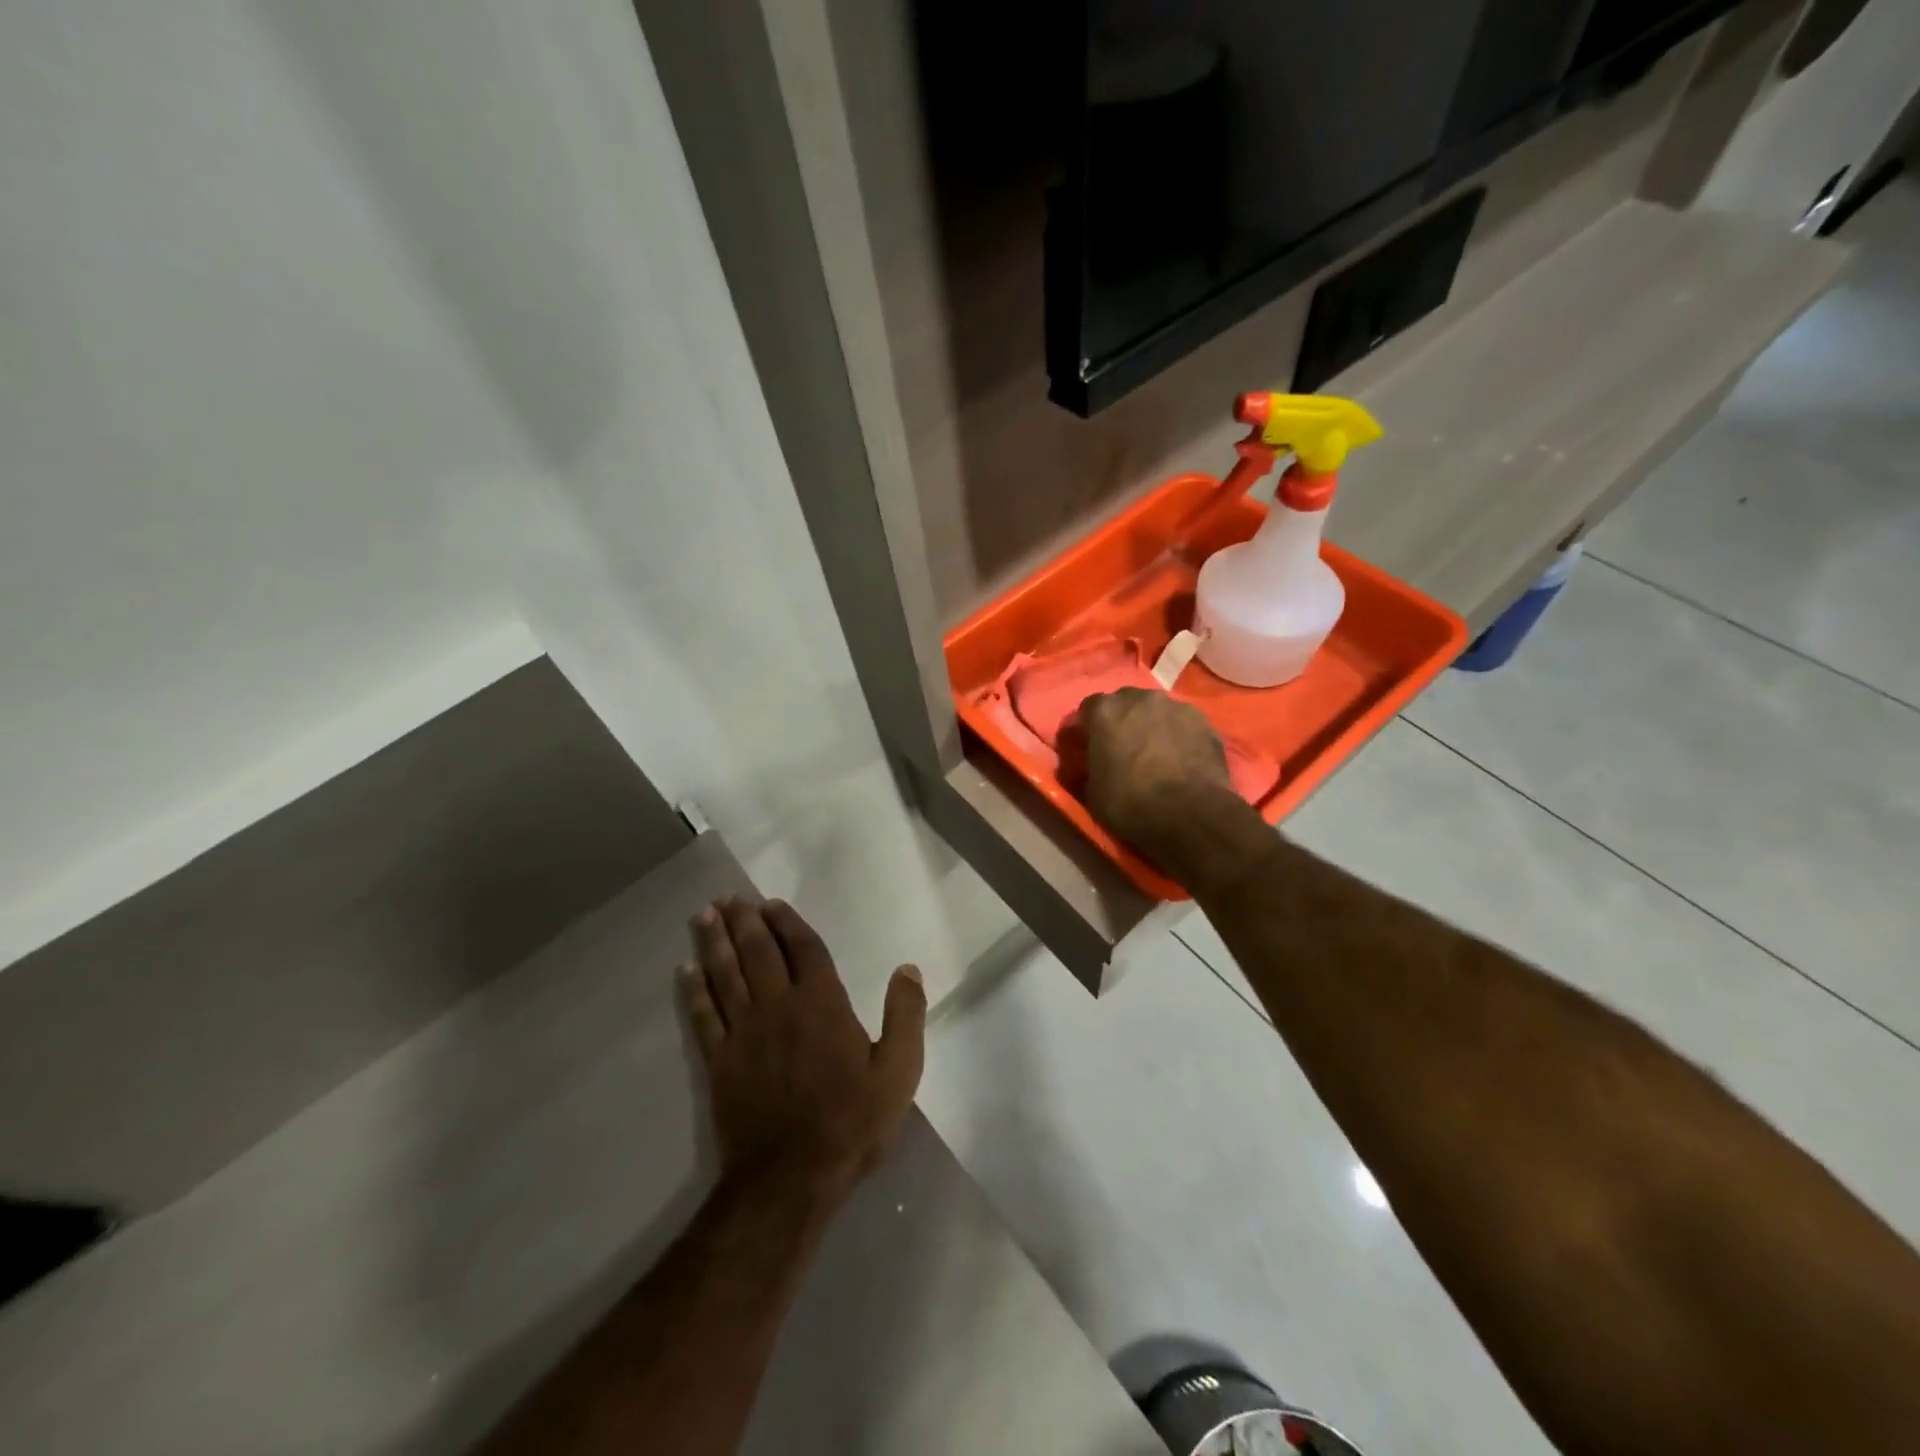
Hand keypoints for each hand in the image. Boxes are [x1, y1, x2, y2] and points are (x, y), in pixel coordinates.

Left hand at [681, 897, 925, 1203]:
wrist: (790, 1178)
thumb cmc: (851, 1122)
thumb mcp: (899, 1072)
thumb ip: (906, 1015)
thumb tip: (907, 968)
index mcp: (822, 1004)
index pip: (803, 949)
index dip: (788, 923)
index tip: (771, 904)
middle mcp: (779, 1007)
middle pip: (758, 953)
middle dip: (744, 922)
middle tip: (729, 898)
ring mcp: (744, 1033)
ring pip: (726, 975)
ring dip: (715, 944)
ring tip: (704, 916)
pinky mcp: (720, 1061)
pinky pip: (704, 1016)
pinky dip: (694, 991)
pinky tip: (686, 972)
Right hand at [1058, 688, 1234, 862]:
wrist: (1189, 814)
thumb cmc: (1130, 803)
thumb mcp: (1092, 792)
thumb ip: (1089, 767)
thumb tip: (1088, 766)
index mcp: (1105, 711)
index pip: (1087, 710)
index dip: (1087, 729)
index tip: (1087, 748)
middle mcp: (1140, 698)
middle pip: (1125, 703)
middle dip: (1121, 721)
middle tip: (1123, 748)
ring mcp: (1176, 706)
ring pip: (1157, 711)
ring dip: (1152, 726)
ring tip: (1156, 754)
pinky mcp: (1204, 721)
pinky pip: (1183, 724)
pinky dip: (1179, 736)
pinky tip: (1181, 759)